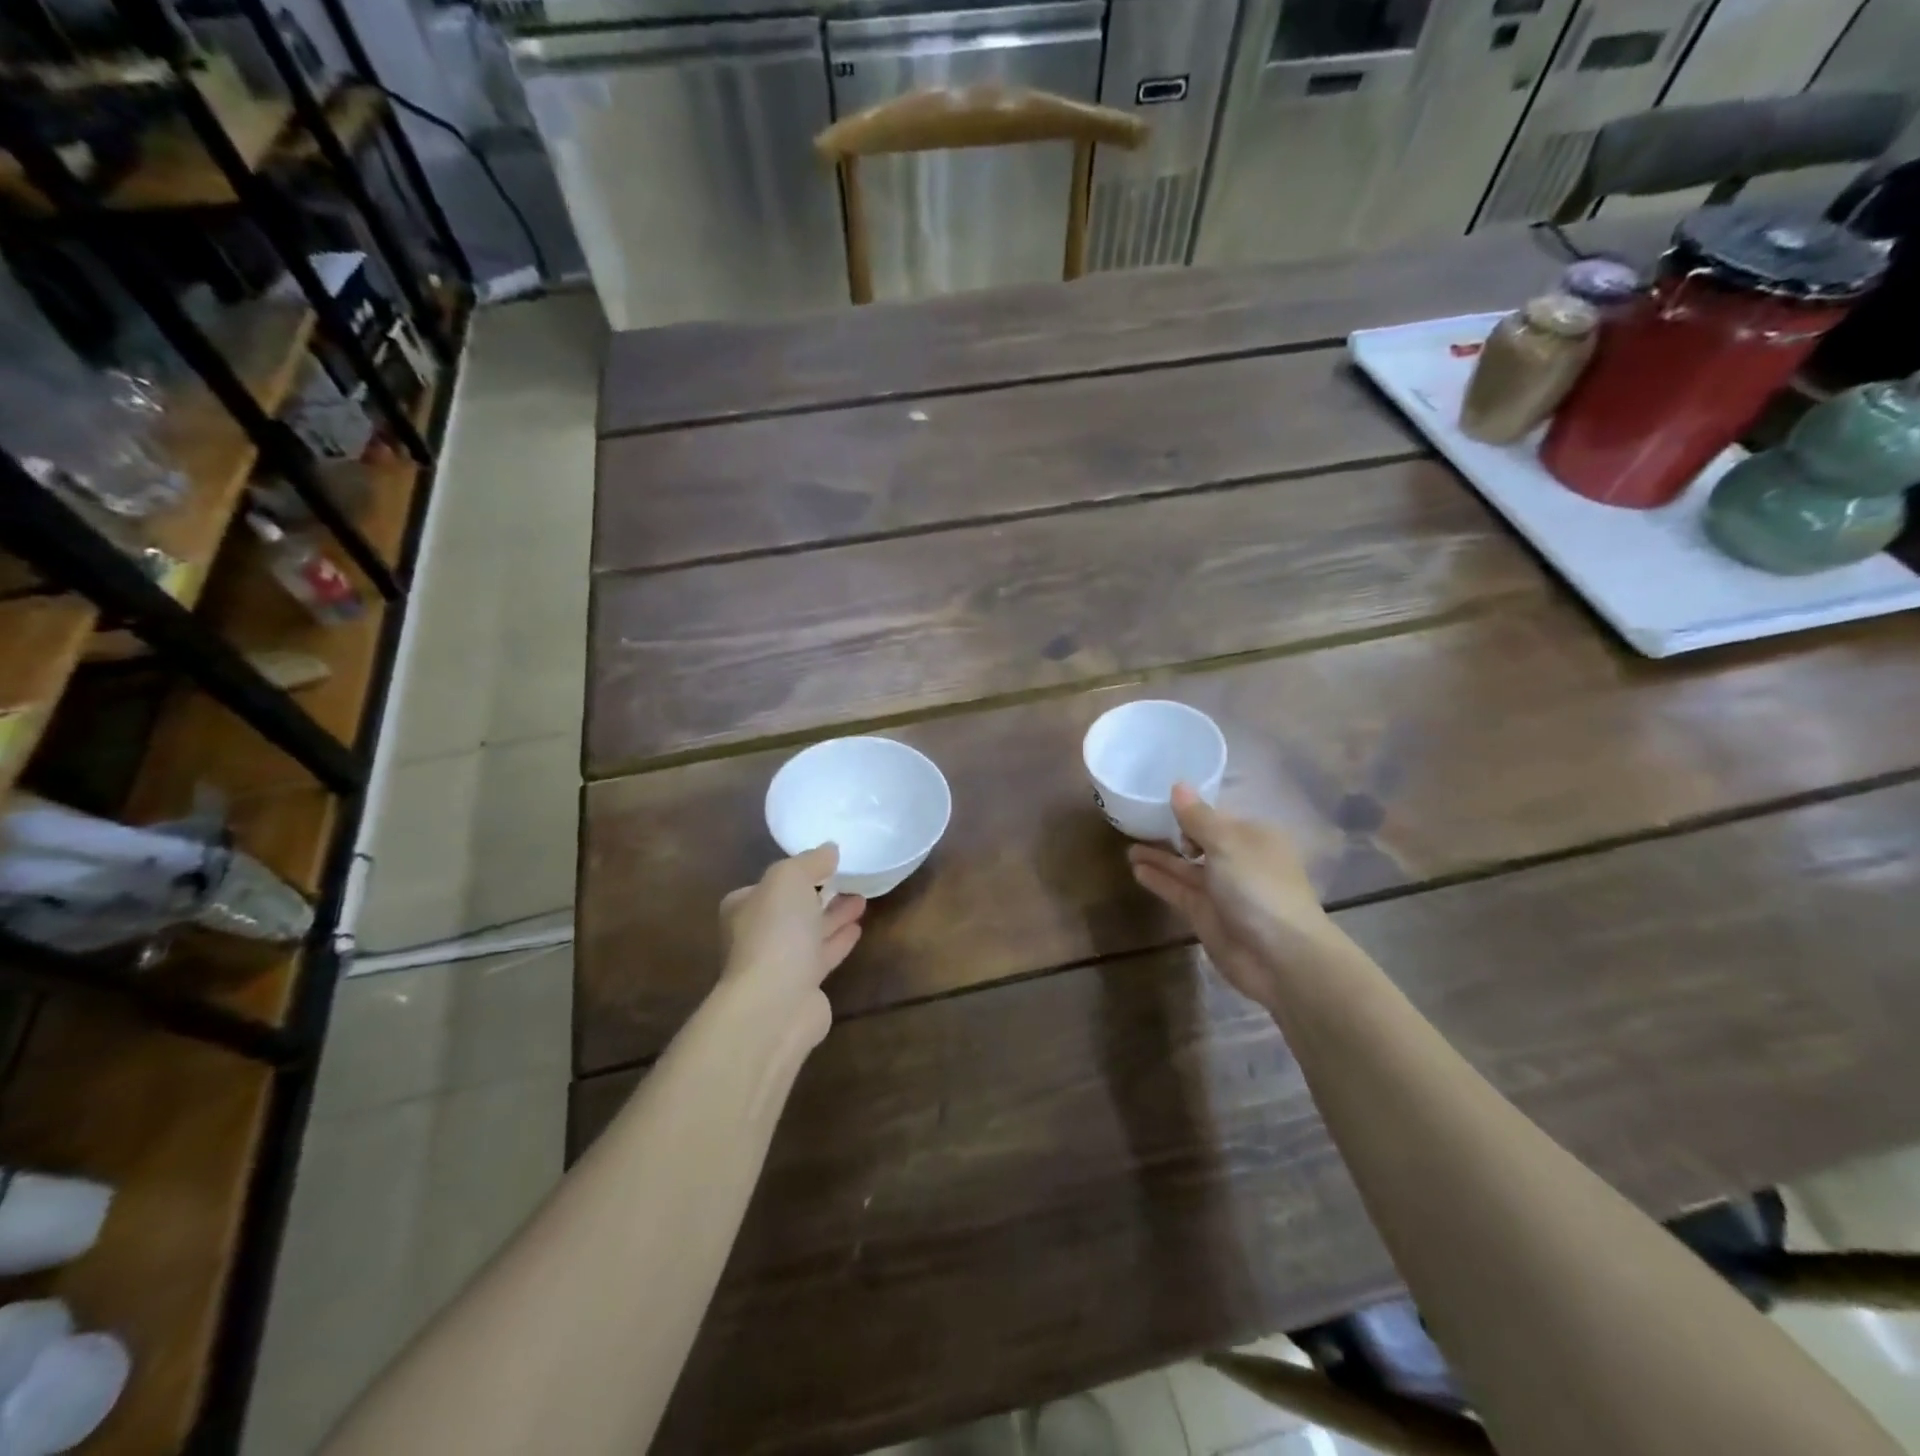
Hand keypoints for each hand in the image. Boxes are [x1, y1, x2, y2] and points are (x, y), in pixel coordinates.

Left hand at [718, 844, 865, 1047]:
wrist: (775, 1004)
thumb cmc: (775, 933)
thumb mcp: (789, 879)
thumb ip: (810, 861)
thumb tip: (829, 850)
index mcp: (743, 908)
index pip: (770, 885)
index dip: (797, 874)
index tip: (826, 865)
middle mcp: (756, 936)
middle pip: (793, 909)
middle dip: (820, 894)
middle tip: (851, 880)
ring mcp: (778, 964)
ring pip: (810, 933)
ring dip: (834, 916)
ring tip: (863, 899)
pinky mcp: (801, 988)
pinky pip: (823, 956)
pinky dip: (839, 940)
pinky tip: (858, 929)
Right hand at [1129, 786, 1342, 1007]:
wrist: (1279, 956)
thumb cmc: (1258, 887)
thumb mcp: (1227, 843)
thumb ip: (1197, 817)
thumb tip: (1178, 786)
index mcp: (1253, 837)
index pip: (1217, 817)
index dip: (1190, 810)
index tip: (1159, 803)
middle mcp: (1238, 861)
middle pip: (1200, 842)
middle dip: (1173, 834)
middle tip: (1137, 824)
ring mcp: (1222, 890)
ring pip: (1185, 868)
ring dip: (1159, 857)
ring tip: (1128, 847)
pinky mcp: (1206, 915)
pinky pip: (1178, 890)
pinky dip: (1159, 879)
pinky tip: (1136, 869)